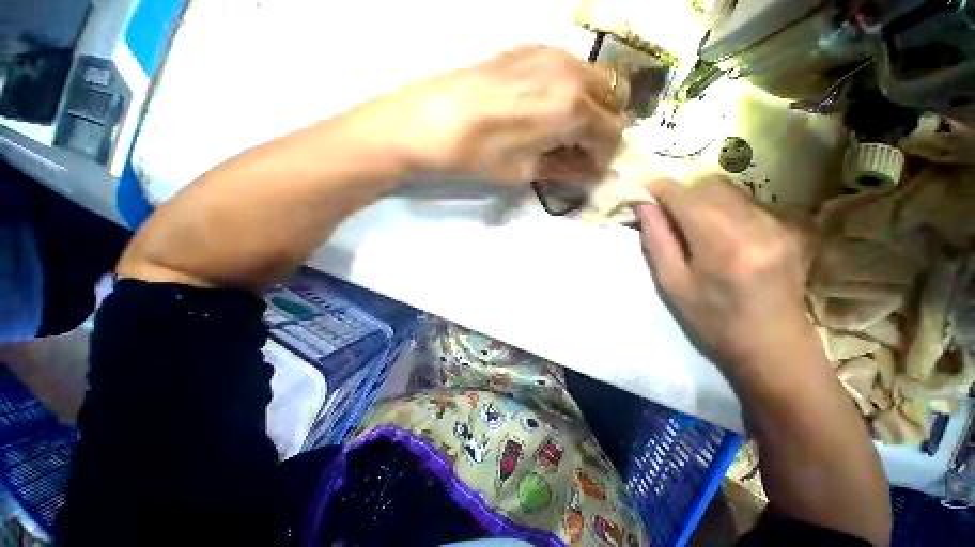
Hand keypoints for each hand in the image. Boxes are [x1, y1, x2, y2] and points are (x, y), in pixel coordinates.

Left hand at [371, 45, 624, 183]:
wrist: (430, 120)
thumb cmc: (478, 155)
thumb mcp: (524, 171)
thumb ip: (564, 168)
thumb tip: (587, 170)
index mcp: (572, 109)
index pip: (612, 134)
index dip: (604, 157)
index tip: (590, 169)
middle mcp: (571, 73)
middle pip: (613, 100)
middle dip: (603, 128)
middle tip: (581, 149)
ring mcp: (552, 54)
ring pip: (595, 80)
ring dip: (591, 107)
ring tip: (564, 131)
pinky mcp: (532, 48)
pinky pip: (570, 68)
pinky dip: (571, 90)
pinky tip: (547, 108)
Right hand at [636, 177, 816, 374]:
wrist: (773, 343)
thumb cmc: (713, 320)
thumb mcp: (672, 283)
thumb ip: (656, 239)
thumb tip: (643, 205)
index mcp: (724, 245)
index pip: (685, 196)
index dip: (659, 189)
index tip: (641, 194)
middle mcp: (757, 224)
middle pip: (708, 186)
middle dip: (679, 194)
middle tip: (663, 215)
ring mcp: (780, 222)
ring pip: (728, 190)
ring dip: (700, 200)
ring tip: (690, 226)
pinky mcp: (790, 225)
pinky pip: (746, 201)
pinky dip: (722, 208)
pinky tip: (719, 233)